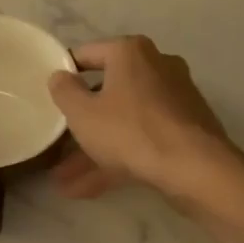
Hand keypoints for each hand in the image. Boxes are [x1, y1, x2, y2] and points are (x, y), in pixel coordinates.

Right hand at [46, 37, 235, 204]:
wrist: (194, 168)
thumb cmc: (130, 130)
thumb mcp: (83, 113)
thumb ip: (64, 91)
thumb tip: (60, 76)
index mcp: (131, 52)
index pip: (87, 54)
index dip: (64, 75)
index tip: (49, 96)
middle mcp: (156, 67)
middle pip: (107, 92)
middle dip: (80, 124)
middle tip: (56, 143)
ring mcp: (174, 100)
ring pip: (124, 122)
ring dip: (93, 150)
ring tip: (63, 181)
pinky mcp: (184, 130)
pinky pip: (142, 139)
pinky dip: (117, 159)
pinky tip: (88, 189)